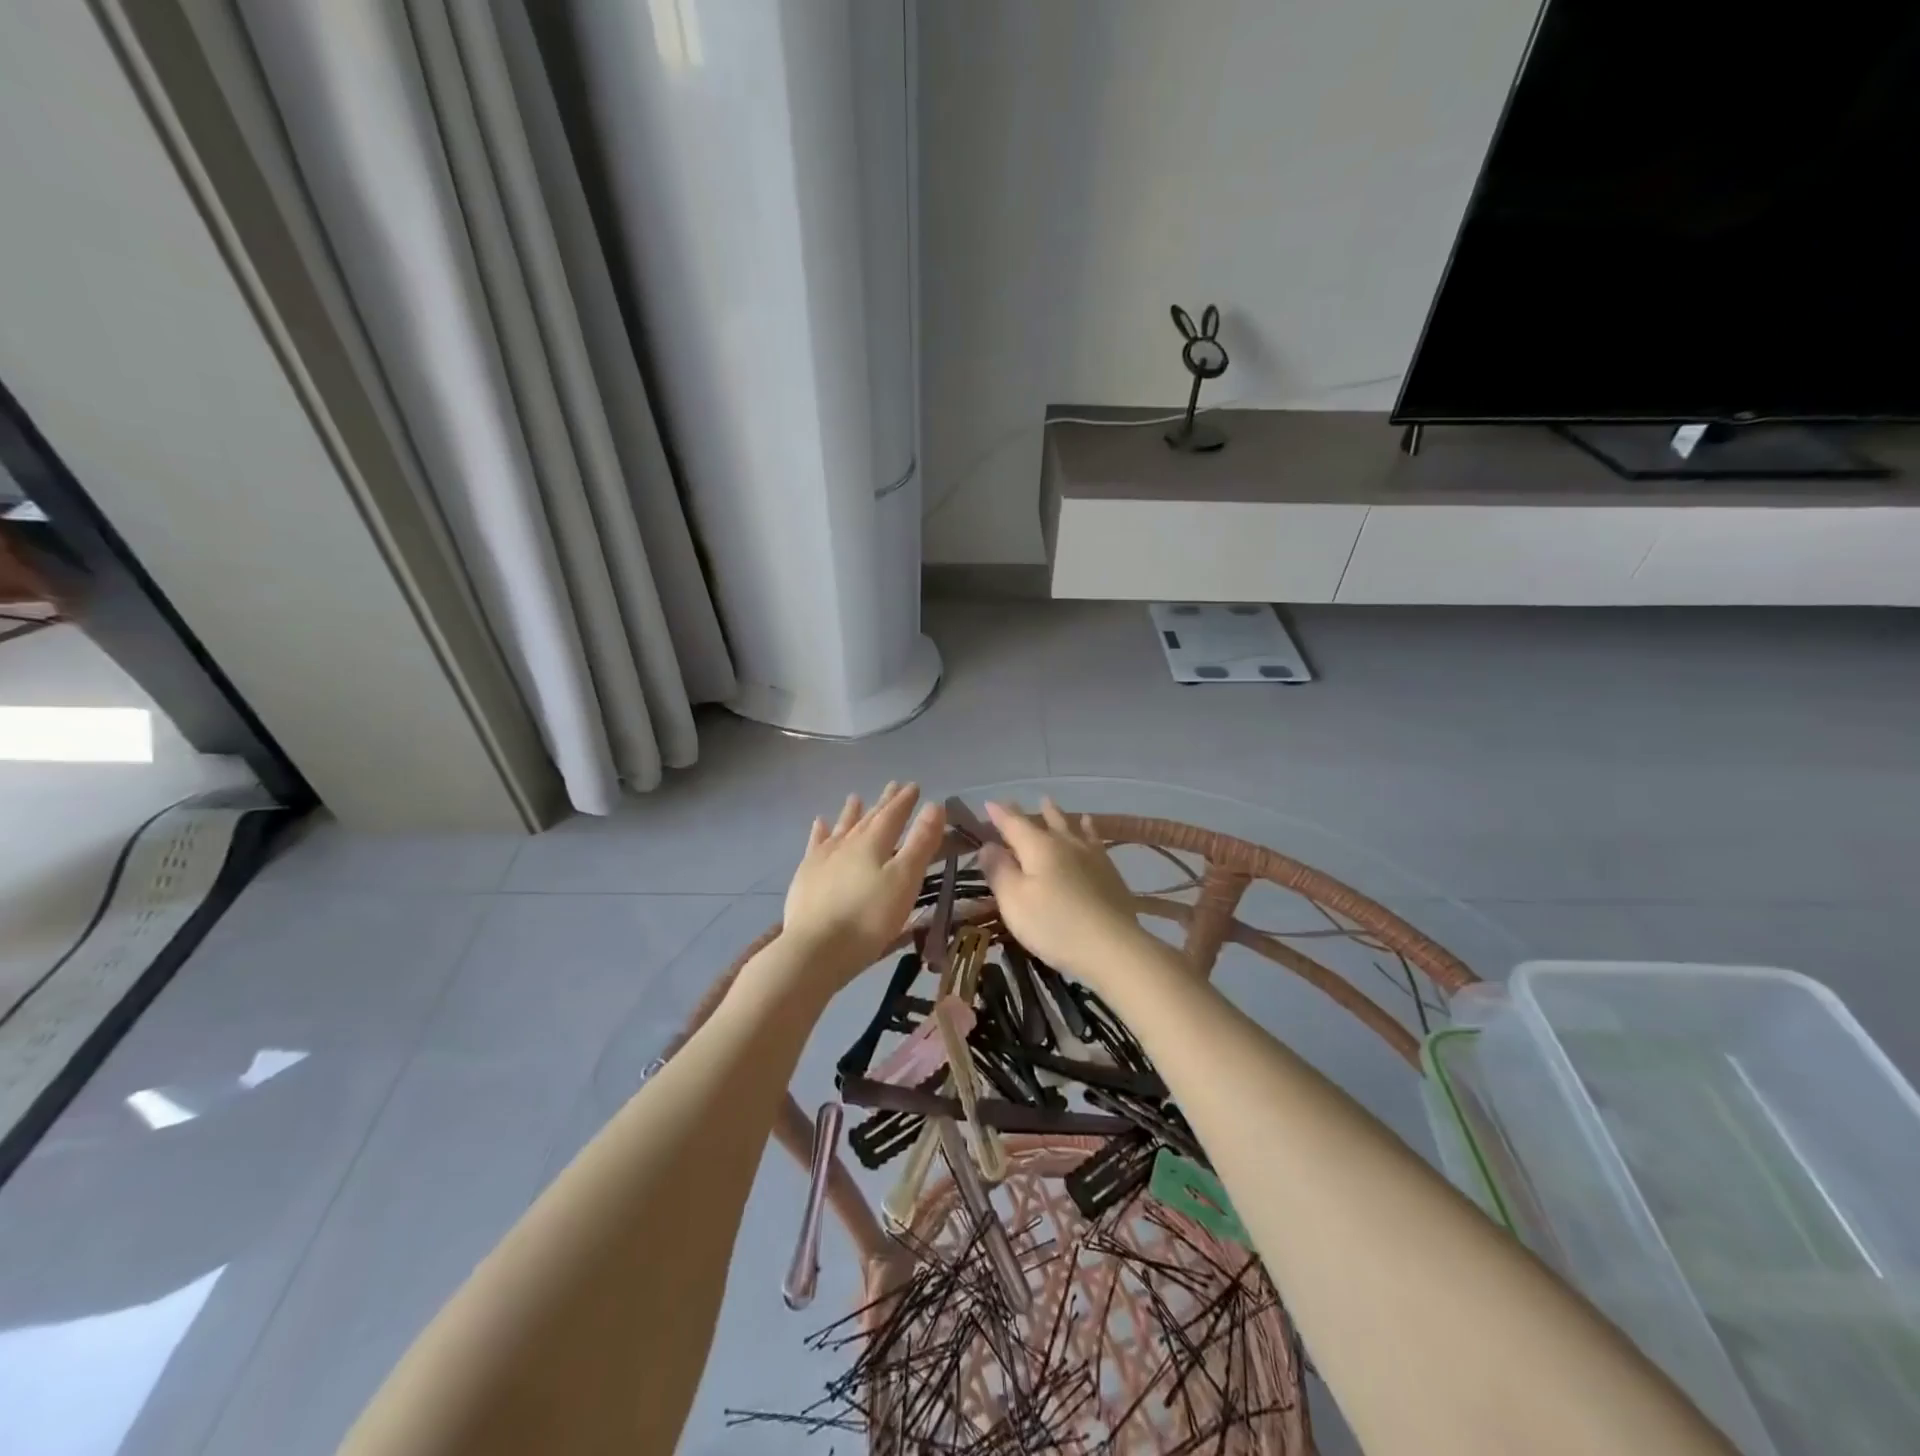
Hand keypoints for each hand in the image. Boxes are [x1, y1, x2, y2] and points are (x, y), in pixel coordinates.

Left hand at [781, 783, 946, 986]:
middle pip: (869, 818)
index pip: (893, 815)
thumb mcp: (905, 880)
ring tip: (855, 797)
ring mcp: (823, 858)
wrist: (816, 949)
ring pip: (841, 828)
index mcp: (873, 843)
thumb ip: (920, 843)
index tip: (914, 786)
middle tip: (893, 785)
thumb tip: (934, 805)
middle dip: (884, 803)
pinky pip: (815, 845)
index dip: (905, 801)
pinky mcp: (806, 876)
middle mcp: (847, 843)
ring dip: (851, 813)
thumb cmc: (869, 918)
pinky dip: (819, 832)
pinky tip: (820, 823)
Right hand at [978, 799, 1143, 982]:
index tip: (989, 803)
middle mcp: (1065, 843)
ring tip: (1051, 805)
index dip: (1000, 814)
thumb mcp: (1014, 902)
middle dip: (1031, 813)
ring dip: (1058, 816)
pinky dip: (1088, 830)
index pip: (1013, 823)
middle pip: (1046, 822)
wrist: (1113, 947)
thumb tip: (987, 845)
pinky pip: (1094, 840)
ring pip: (1071, 827)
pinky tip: (1091, 831)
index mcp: (1038, 847)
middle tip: (1019, 803)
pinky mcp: (1110, 872)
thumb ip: (999, 871)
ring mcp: (1091, 856)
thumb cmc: (1054, 925)